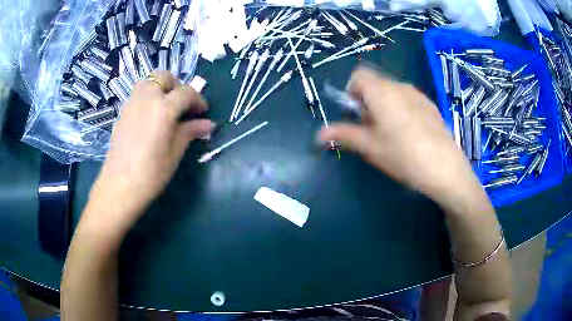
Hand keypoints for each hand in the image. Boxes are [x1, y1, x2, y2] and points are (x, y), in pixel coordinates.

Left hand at [88, 70, 213, 233]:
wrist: (120, 187)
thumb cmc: (152, 173)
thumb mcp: (175, 152)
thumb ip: (190, 131)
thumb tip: (208, 124)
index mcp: (163, 108)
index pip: (186, 92)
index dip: (198, 100)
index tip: (203, 112)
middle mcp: (146, 98)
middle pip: (163, 76)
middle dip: (176, 85)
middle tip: (181, 104)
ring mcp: (131, 104)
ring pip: (147, 81)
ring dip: (159, 88)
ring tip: (164, 107)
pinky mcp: (122, 113)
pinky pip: (137, 95)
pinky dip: (147, 98)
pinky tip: (149, 118)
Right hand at [319, 67, 477, 200]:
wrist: (445, 168)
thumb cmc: (403, 156)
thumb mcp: (370, 147)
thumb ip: (343, 134)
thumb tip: (319, 134)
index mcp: (382, 92)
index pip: (358, 75)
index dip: (351, 92)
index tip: (355, 115)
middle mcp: (400, 86)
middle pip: (376, 84)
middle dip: (368, 102)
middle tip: (372, 130)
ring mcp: (418, 95)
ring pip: (393, 93)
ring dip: (385, 107)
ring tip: (392, 134)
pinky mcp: (431, 106)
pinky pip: (409, 100)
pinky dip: (402, 110)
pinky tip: (411, 135)